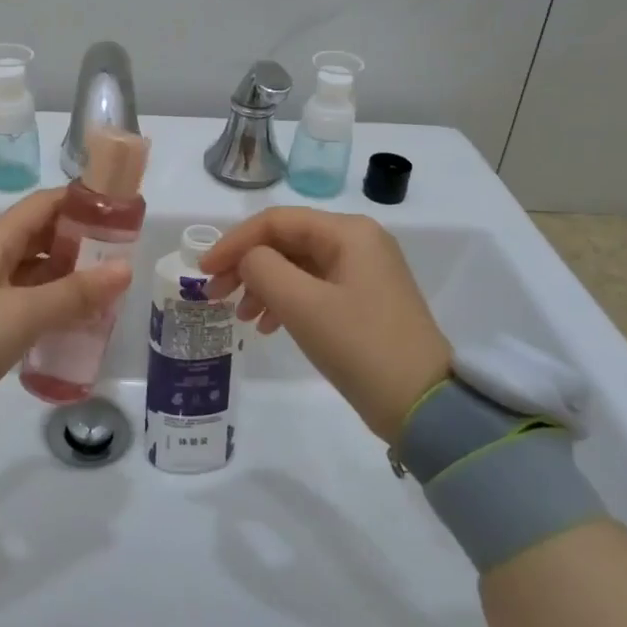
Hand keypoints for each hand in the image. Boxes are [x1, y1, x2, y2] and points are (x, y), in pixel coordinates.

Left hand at [0, 188, 132, 412]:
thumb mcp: (25, 314)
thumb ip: (76, 292)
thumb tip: (125, 268)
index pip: (44, 204)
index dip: (81, 202)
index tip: (120, 212)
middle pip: (42, 233)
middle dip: (81, 240)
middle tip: (122, 255)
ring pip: (35, 265)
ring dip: (68, 272)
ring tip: (108, 286)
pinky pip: (27, 293)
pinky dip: (52, 297)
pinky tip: (77, 314)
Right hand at [202, 209, 451, 440]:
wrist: (424, 405)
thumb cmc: (360, 346)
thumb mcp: (301, 304)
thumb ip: (262, 268)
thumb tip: (249, 259)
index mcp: (347, 232)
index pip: (275, 221)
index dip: (233, 242)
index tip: (203, 271)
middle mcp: (358, 242)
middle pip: (285, 241)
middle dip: (246, 265)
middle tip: (215, 294)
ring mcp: (363, 271)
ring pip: (296, 265)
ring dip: (262, 285)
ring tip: (241, 317)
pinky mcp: (364, 300)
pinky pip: (312, 287)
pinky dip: (284, 301)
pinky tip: (267, 325)